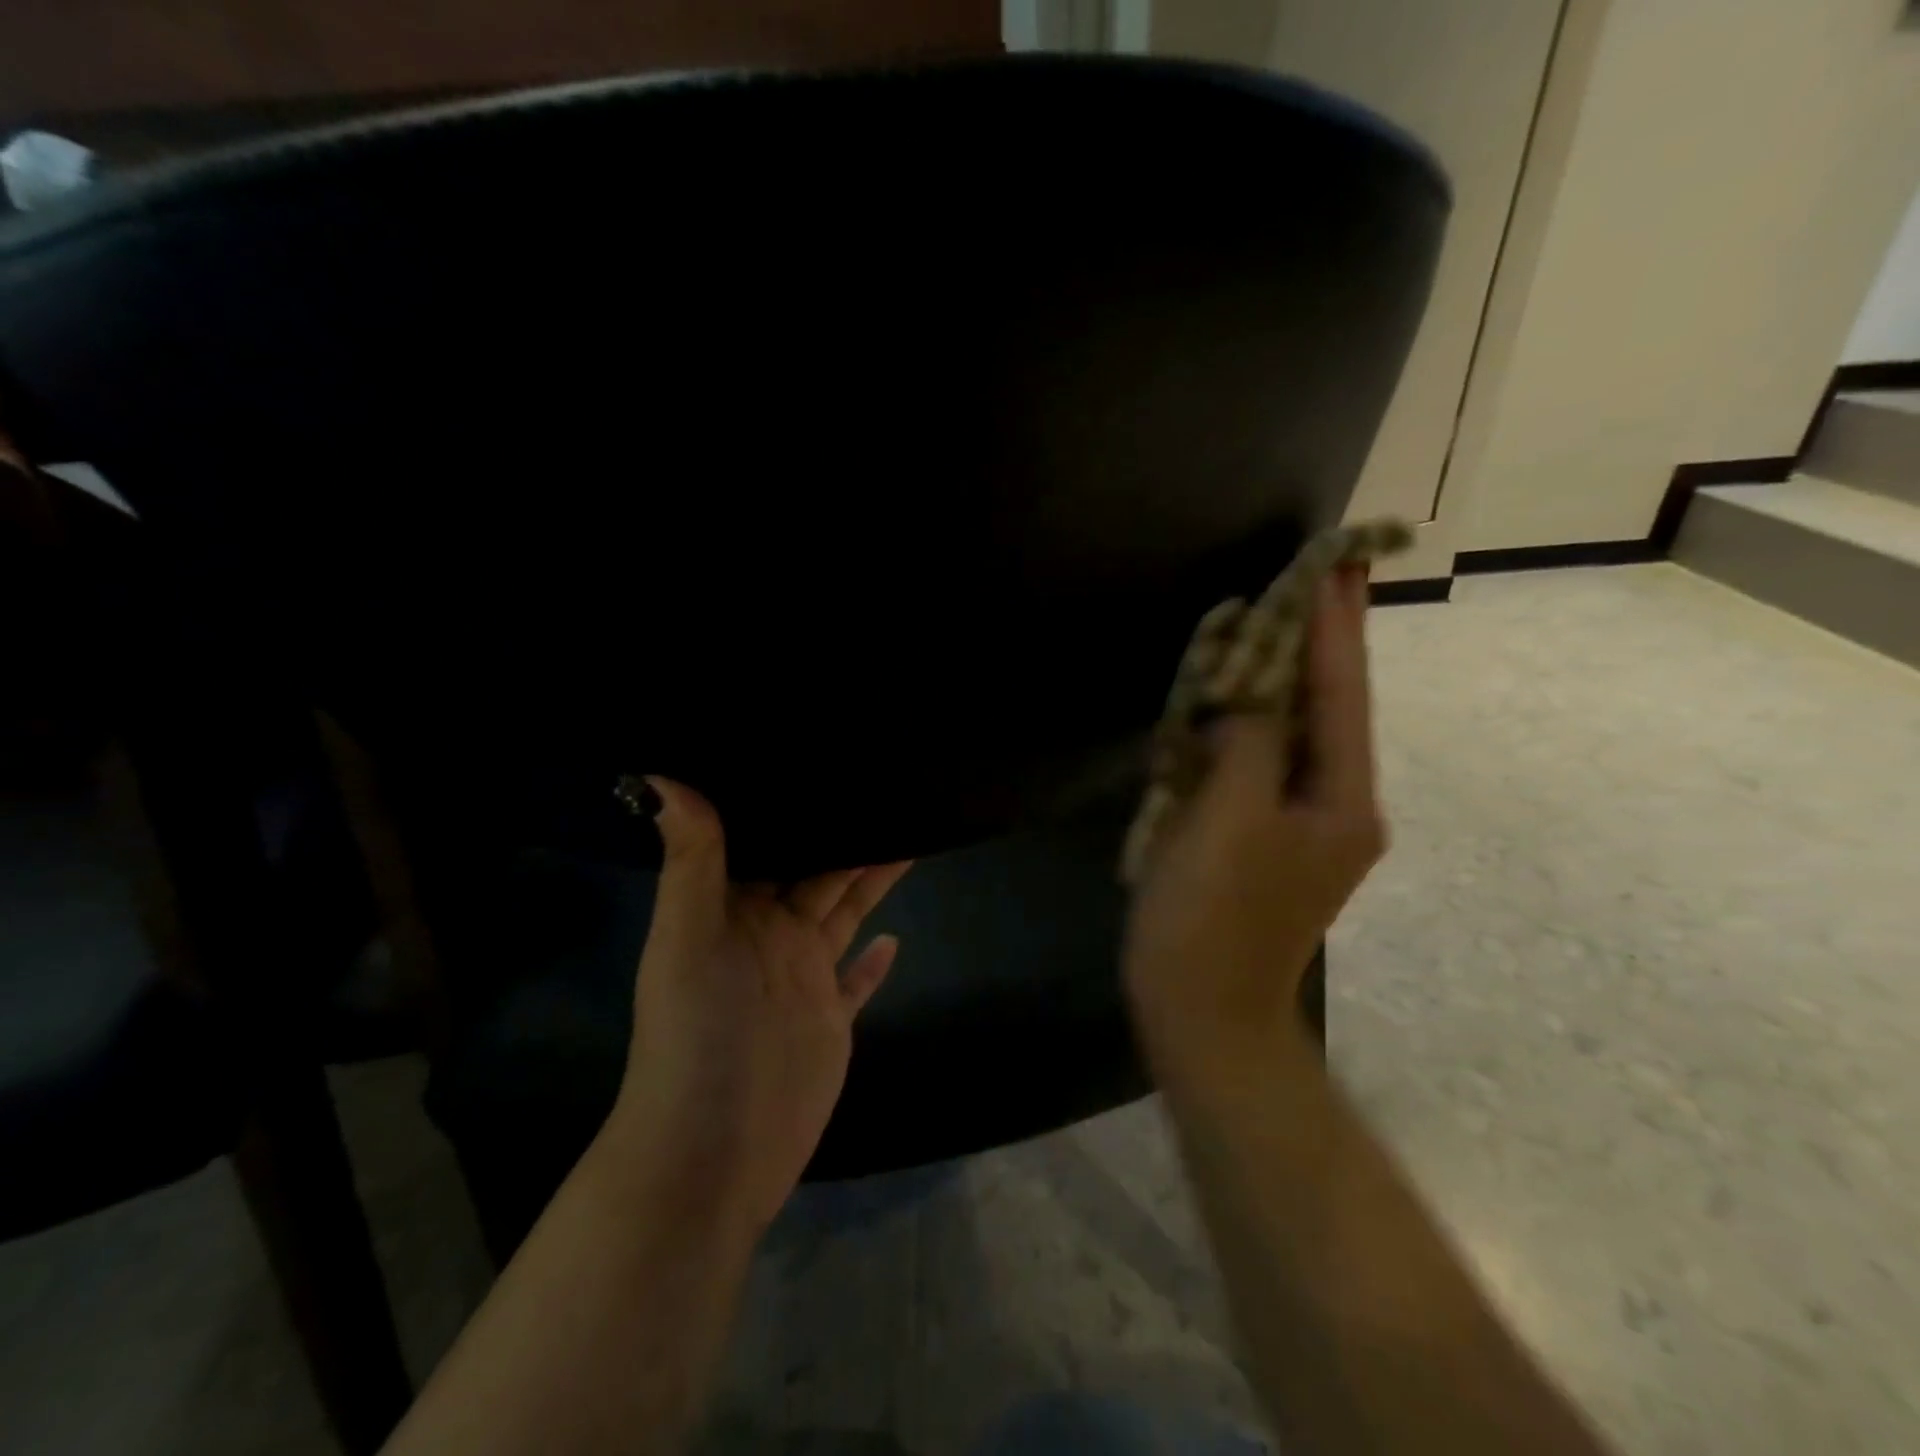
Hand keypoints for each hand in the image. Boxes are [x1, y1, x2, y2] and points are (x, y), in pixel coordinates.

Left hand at [607, 780, 910, 1233]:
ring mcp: (803, 978)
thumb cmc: (696, 1034)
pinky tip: (896, 938)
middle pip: (819, 871)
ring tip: (907, 835)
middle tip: (888, 786)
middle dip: (847, 832)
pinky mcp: (830, 1019)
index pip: (770, 841)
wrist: (711, 1152)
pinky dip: (874, 960)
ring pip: (844, 912)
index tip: (828, 759)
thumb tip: (662, 776)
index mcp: (735, 910)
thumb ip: (690, 860)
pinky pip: (857, 980)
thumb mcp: (686, 938)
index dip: (795, 804)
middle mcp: (771, 935)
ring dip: (870, 879)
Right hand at [1123, 564, 1386, 1080]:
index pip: (1342, 694)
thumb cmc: (1212, 918)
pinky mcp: (1259, 841)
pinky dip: (1240, 729)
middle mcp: (1333, 806)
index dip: (1335, 627)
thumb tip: (1250, 701)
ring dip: (1273, 684)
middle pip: (1324, 710)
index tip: (1336, 564)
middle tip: (1304, 580)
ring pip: (1288, 737)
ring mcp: (1297, 827)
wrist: (1201, 1013)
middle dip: (1310, 646)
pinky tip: (1223, 702)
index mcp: (1342, 800)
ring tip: (1262, 626)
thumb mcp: (1230, 820)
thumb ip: (1249, 744)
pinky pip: (1256, 768)